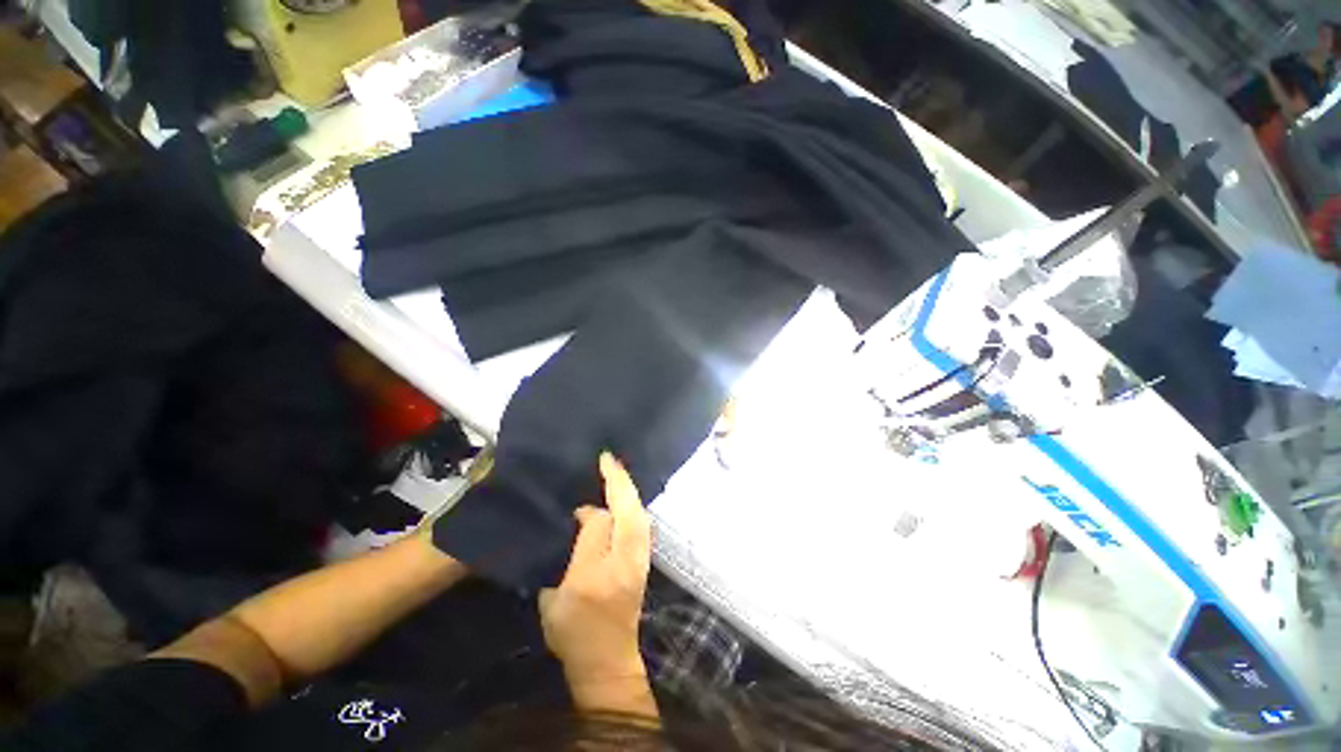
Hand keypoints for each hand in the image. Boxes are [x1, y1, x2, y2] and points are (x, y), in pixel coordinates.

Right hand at [539, 453, 653, 712]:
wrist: (608, 661)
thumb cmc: (573, 634)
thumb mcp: (553, 599)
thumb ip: (567, 554)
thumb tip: (585, 517)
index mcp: (594, 574)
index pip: (598, 525)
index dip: (589, 510)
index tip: (578, 505)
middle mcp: (624, 562)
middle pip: (628, 511)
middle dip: (619, 481)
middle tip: (608, 458)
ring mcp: (640, 560)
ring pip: (640, 514)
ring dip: (630, 490)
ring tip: (617, 470)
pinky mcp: (645, 561)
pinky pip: (643, 523)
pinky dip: (636, 504)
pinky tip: (628, 496)